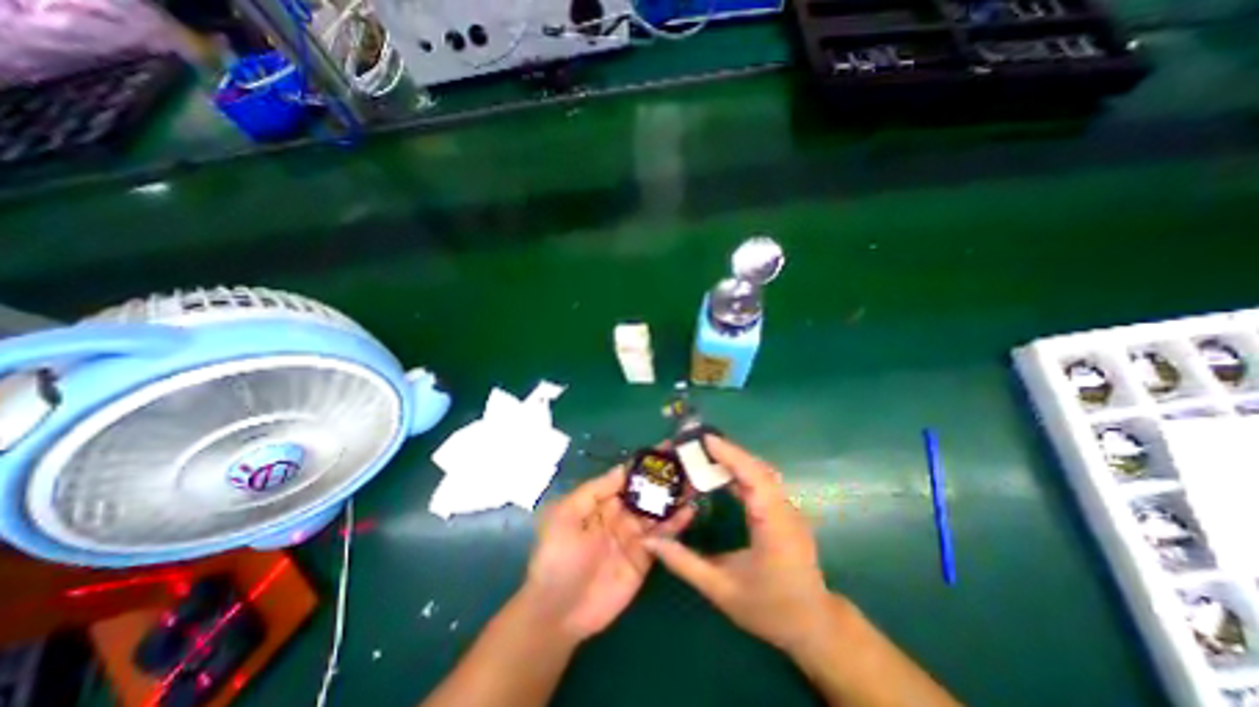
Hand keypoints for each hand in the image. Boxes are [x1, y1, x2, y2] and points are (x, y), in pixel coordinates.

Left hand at [522, 466, 699, 643]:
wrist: (559, 614)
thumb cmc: (558, 558)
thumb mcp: (566, 516)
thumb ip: (594, 491)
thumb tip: (622, 468)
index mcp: (600, 502)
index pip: (626, 477)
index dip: (644, 464)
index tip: (665, 448)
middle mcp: (619, 515)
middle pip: (645, 492)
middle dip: (664, 478)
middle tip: (688, 462)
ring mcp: (633, 536)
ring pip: (657, 512)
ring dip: (674, 497)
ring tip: (695, 482)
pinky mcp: (644, 558)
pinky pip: (662, 538)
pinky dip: (675, 525)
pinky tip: (689, 512)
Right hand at [642, 437, 832, 656]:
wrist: (813, 626)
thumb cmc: (768, 609)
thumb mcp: (720, 590)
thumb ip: (684, 563)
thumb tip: (650, 541)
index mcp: (773, 527)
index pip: (754, 478)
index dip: (731, 455)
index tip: (706, 440)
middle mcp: (785, 511)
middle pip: (758, 469)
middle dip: (728, 452)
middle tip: (698, 445)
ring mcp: (789, 509)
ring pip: (762, 473)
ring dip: (735, 460)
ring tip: (706, 454)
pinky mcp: (785, 511)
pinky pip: (763, 482)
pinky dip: (742, 472)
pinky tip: (723, 475)